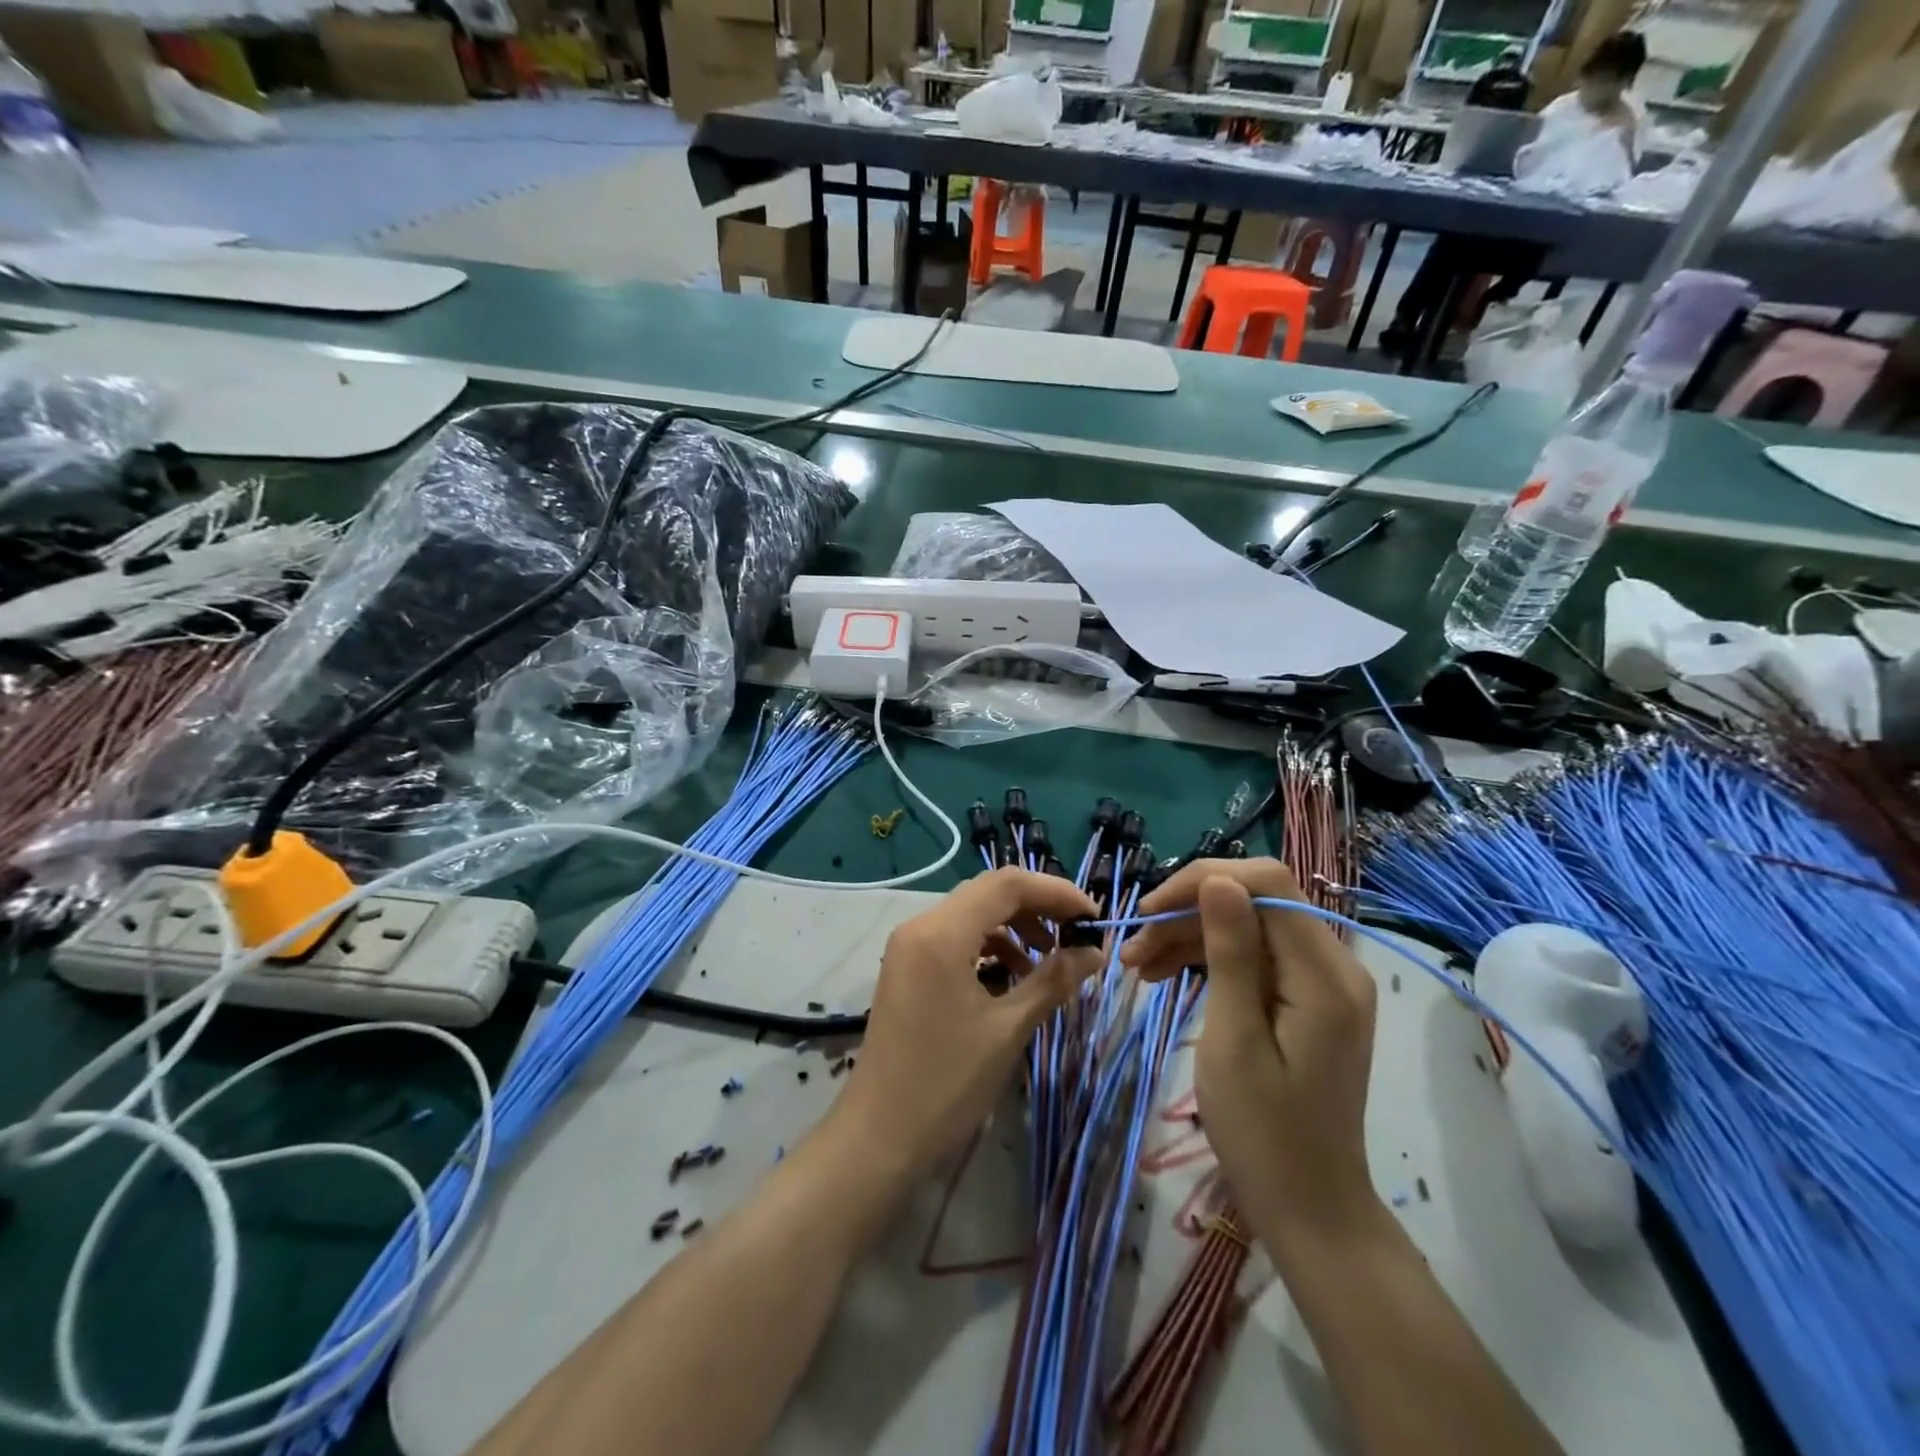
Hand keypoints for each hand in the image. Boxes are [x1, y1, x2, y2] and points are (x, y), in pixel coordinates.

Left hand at [832, 867, 1101, 1176]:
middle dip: (1038, 906)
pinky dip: (990, 946)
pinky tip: (1014, 976)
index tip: (1093, 916)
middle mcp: (920, 926)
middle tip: (1077, 933)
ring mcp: (909, 946)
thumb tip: (1094, 951)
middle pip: (988, 893)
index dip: (1056, 892)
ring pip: (972, 914)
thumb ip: (1054, 979)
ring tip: (1051, 958)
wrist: (879, 1138)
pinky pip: (956, 938)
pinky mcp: (907, 968)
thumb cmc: (947, 1083)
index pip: (1007, 884)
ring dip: (1015, 926)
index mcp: (941, 932)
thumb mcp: (1008, 1028)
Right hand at [1121, 858, 1378, 1238]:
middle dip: (1188, 912)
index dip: (1203, 880)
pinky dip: (1209, 959)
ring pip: (1248, 926)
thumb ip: (1230, 954)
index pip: (1267, 885)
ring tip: (1137, 964)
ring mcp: (1322, 983)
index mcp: (1324, 975)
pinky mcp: (1306, 999)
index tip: (1149, 910)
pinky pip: (1254, 956)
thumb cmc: (1264, 1134)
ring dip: (1190, 936)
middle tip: (1133, 947)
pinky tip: (1163, 974)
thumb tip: (1218, 880)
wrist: (1309, 1209)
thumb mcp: (1233, 1040)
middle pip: (1255, 902)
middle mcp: (1333, 965)